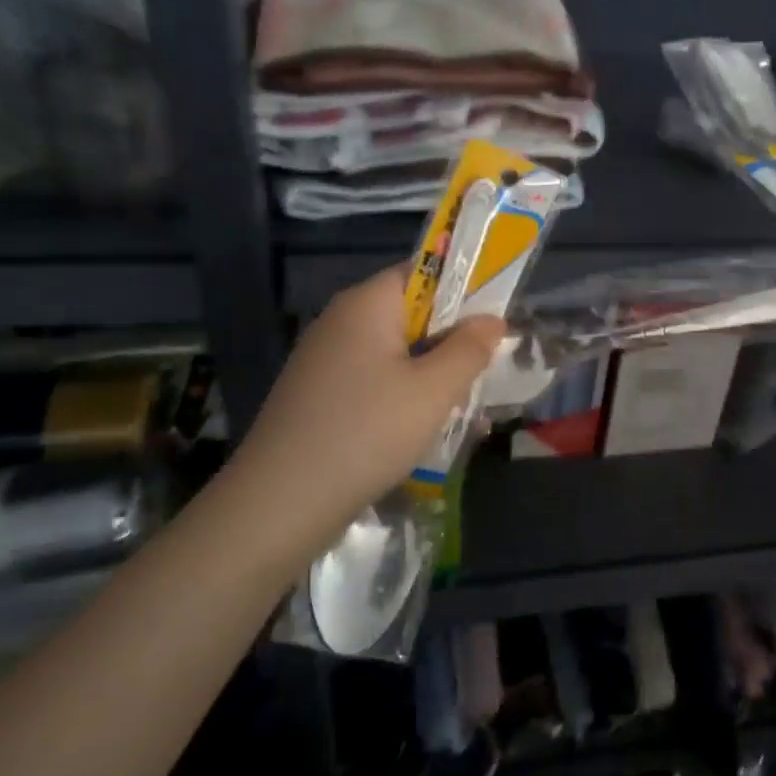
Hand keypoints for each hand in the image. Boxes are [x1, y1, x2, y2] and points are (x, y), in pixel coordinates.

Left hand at [230, 268, 506, 537]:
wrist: (281, 502)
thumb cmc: (368, 432)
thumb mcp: (434, 390)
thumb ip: (469, 349)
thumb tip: (492, 320)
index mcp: (366, 305)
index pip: (423, 272)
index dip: (463, 291)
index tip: (493, 323)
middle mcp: (340, 322)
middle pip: (410, 314)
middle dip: (451, 339)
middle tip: (484, 370)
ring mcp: (324, 360)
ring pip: (395, 352)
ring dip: (431, 373)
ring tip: (462, 405)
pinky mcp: (319, 395)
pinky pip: (374, 380)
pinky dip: (403, 395)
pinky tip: (423, 427)